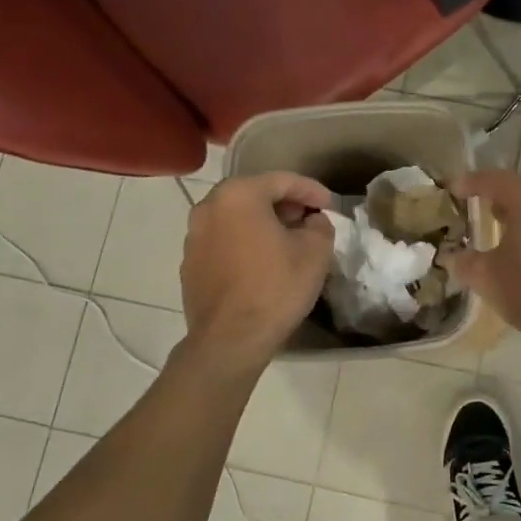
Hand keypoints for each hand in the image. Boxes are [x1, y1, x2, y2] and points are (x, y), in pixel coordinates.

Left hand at [180, 173, 334, 371]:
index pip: (282, 181)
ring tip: (289, 241)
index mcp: (238, 195)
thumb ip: (320, 225)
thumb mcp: (315, 252)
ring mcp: (194, 237)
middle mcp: (208, 207)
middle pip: (255, 195)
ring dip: (263, 224)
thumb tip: (312, 221)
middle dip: (286, 205)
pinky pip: (224, 241)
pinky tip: (263, 263)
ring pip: (237, 218)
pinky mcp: (190, 264)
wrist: (230, 340)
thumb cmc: (275, 288)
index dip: (312, 190)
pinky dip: (245, 243)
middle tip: (310, 219)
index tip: (331, 205)